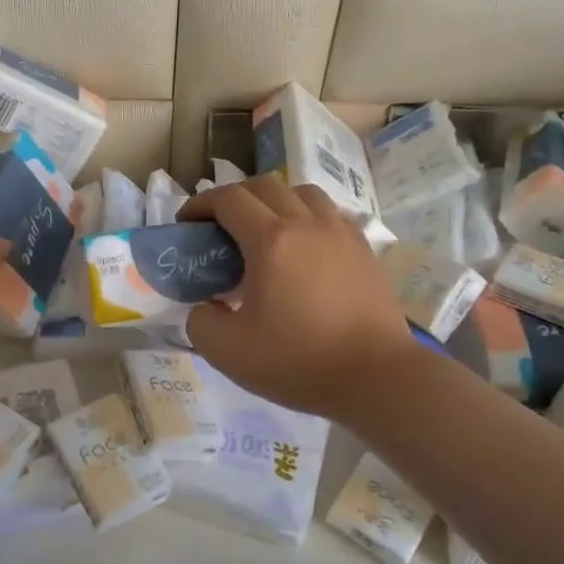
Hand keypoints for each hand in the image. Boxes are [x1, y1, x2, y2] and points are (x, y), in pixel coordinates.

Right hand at [177, 176, 416, 421]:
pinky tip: (304, 248)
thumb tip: (207, 306)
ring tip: (265, 232)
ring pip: (302, 192)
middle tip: (220, 228)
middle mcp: (306, 224)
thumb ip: (200, 321)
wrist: (377, 378)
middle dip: (233, 198)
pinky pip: (330, 214)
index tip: (186, 224)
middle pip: (263, 186)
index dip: (200, 204)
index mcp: (270, 240)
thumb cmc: (299, 361)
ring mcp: (341, 233)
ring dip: (274, 201)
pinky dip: (307, 217)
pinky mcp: (364, 250)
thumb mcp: (227, 352)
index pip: (228, 199)